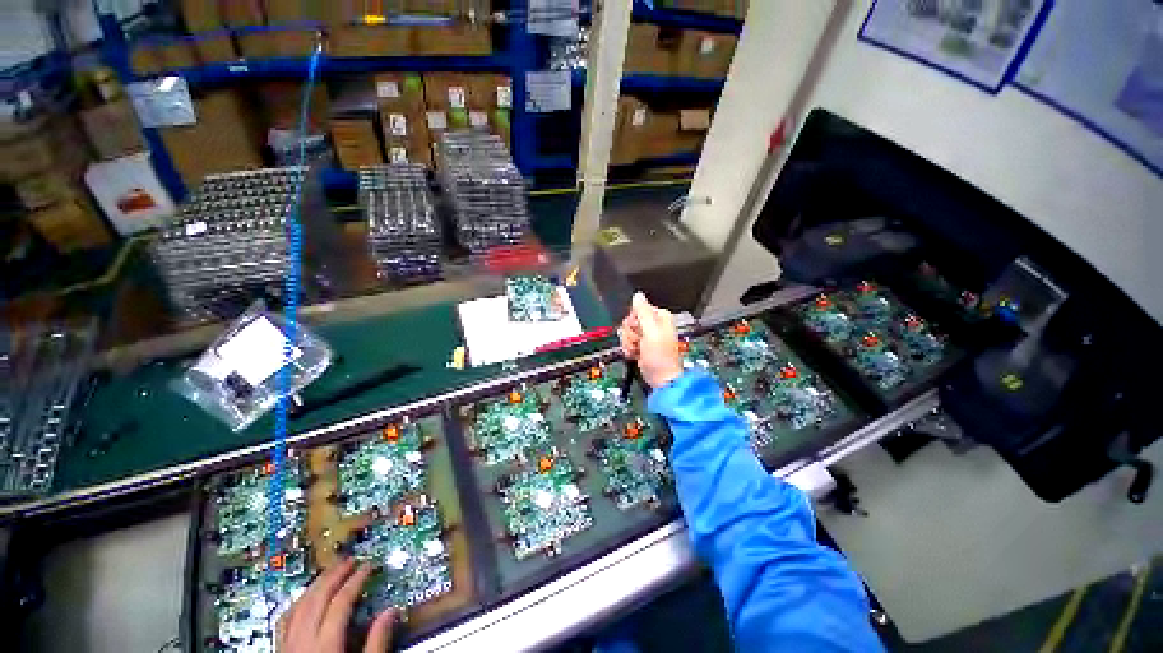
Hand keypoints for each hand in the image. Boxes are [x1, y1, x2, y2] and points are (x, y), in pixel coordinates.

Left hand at [277, 558, 394, 652]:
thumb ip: (377, 642)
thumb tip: (392, 611)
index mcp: (325, 646)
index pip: (341, 602)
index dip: (356, 580)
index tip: (368, 566)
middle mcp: (302, 643)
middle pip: (316, 598)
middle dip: (334, 575)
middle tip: (350, 560)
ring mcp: (287, 647)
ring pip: (298, 606)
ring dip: (315, 585)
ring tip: (330, 572)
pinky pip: (284, 621)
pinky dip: (296, 603)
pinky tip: (304, 598)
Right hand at [619, 293, 683, 388]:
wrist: (660, 378)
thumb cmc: (660, 356)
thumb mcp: (651, 331)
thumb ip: (643, 312)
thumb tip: (638, 295)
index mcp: (659, 316)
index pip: (637, 309)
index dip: (634, 320)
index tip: (638, 329)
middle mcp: (653, 324)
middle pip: (630, 321)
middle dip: (630, 333)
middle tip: (639, 342)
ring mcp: (646, 336)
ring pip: (627, 332)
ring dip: (629, 343)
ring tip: (638, 350)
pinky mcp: (641, 345)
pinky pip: (628, 342)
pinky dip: (629, 349)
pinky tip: (636, 354)